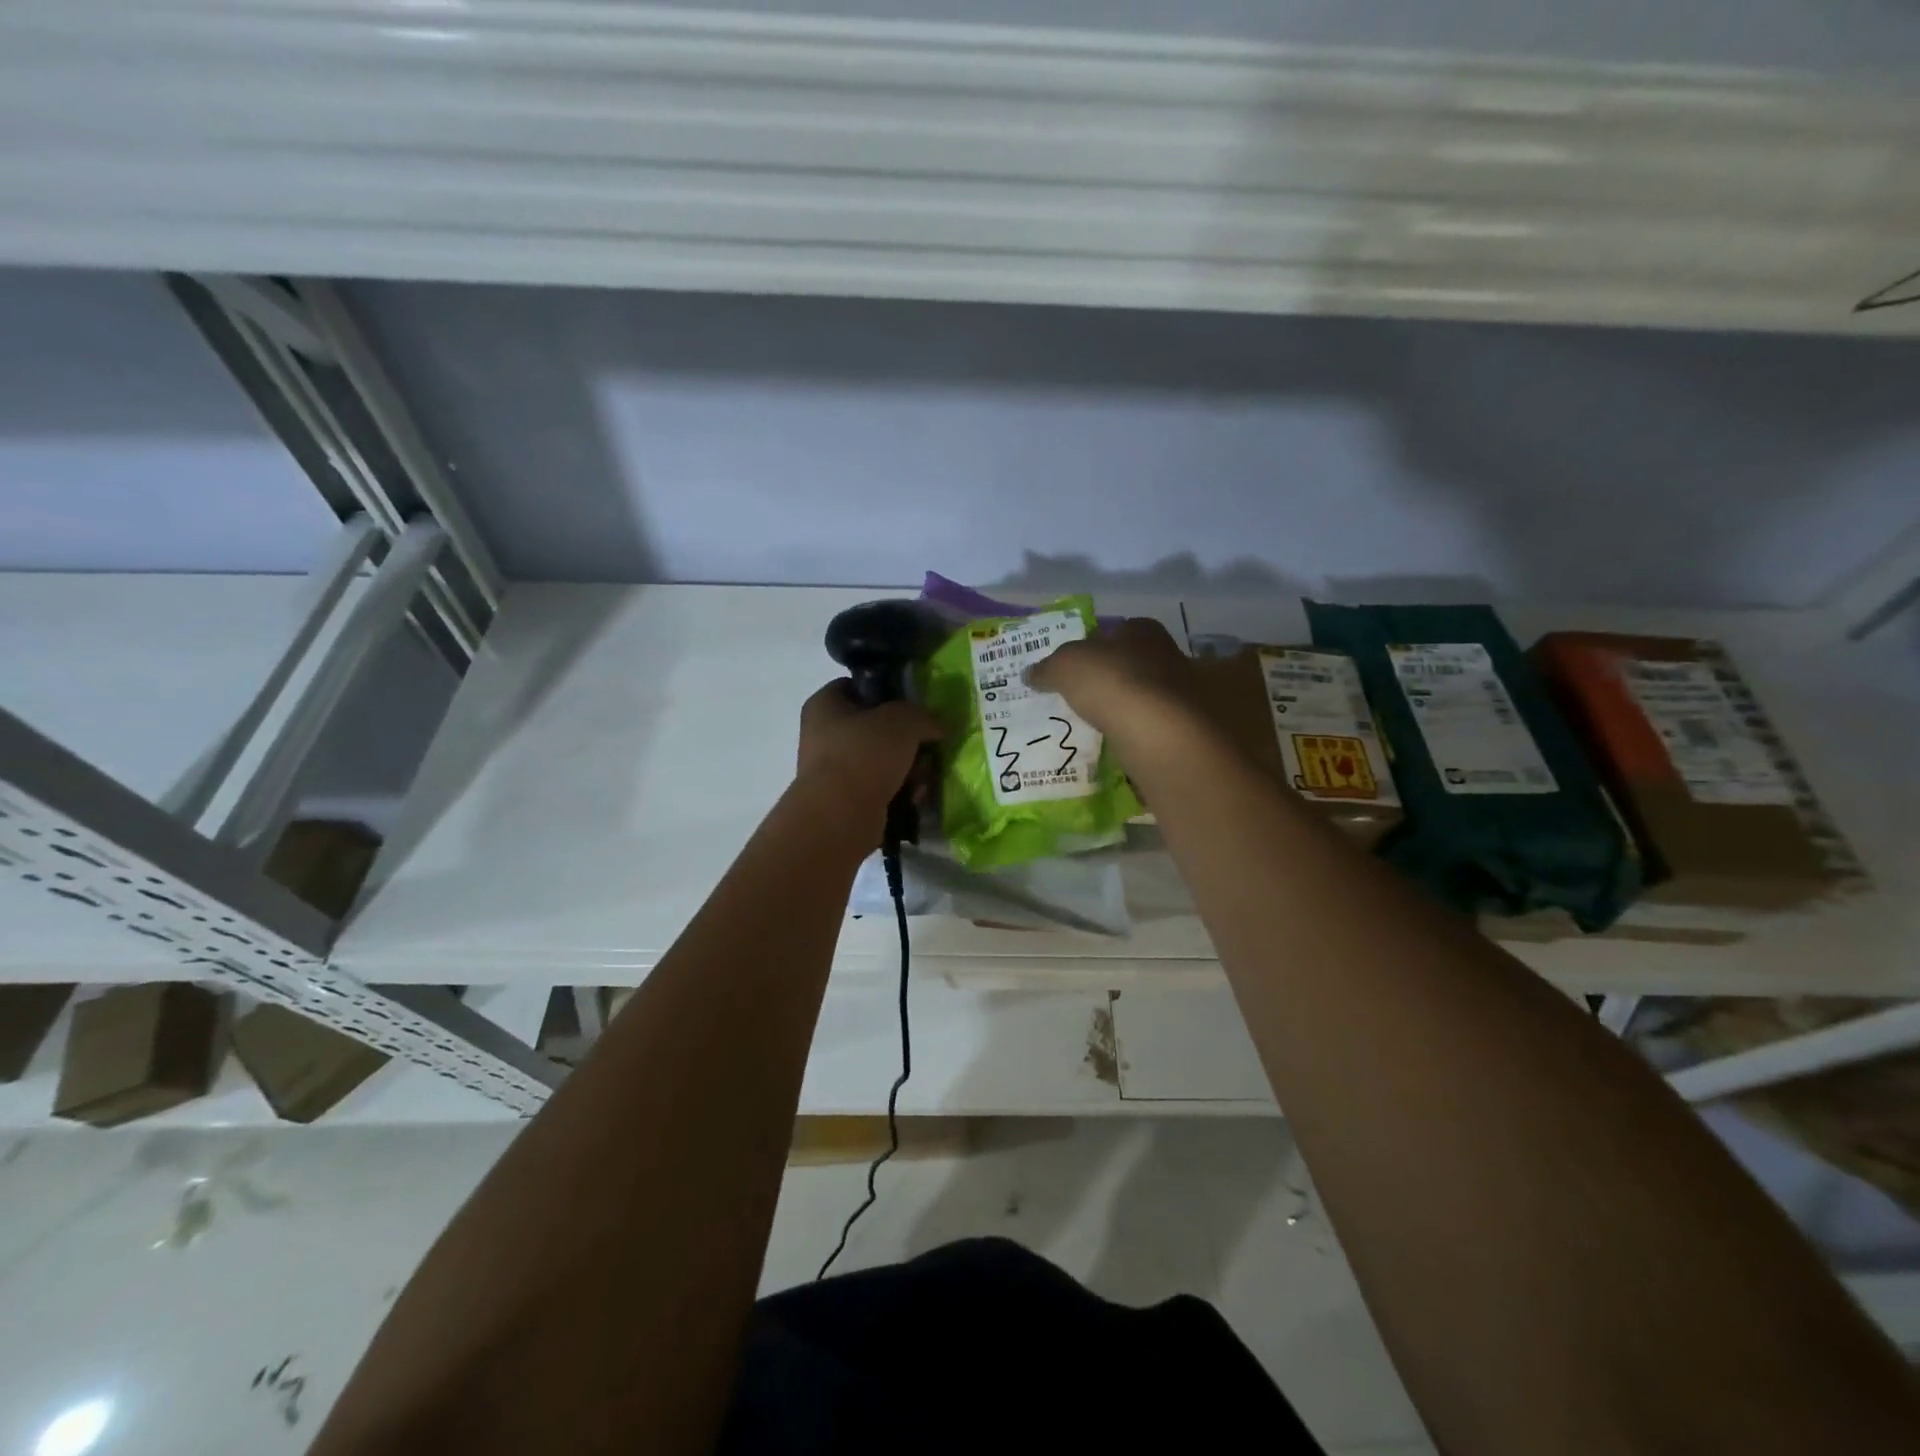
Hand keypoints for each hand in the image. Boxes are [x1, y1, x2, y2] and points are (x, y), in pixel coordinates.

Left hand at [795, 680, 942, 836]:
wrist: (840, 816)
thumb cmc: (865, 754)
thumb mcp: (904, 721)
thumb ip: (924, 716)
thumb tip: (936, 725)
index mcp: (825, 704)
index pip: (857, 686)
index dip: (888, 692)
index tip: (915, 705)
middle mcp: (824, 735)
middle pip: (877, 728)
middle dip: (907, 740)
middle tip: (927, 745)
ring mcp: (834, 770)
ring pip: (883, 761)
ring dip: (909, 769)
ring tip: (922, 778)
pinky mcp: (847, 801)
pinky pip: (882, 788)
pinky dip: (900, 792)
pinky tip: (914, 798)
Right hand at [1025, 618, 1207, 745]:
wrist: (1158, 732)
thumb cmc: (1113, 682)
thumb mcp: (1066, 666)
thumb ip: (1048, 667)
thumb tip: (1030, 673)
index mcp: (1142, 630)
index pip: (1116, 630)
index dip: (1093, 645)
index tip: (1074, 665)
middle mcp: (1167, 655)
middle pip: (1131, 663)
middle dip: (1109, 677)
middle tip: (1079, 695)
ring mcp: (1180, 693)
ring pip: (1142, 697)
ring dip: (1122, 708)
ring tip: (1093, 723)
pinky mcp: (1182, 728)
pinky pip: (1149, 727)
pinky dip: (1133, 733)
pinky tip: (1113, 743)